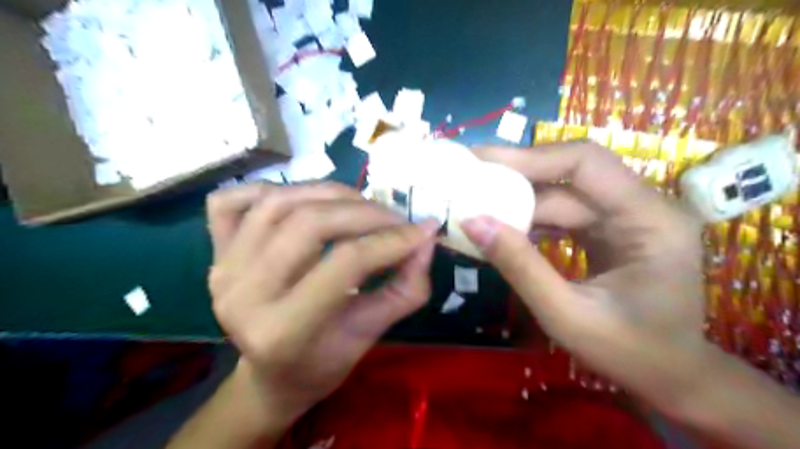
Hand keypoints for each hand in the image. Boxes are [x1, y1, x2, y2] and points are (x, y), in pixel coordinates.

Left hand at [206, 181, 437, 421]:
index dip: (391, 240)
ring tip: (361, 205)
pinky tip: (301, 201)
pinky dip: (269, 189)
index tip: (424, 231)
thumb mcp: (372, 335)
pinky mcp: (214, 253)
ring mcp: (221, 269)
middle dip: (365, 212)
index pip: (346, 263)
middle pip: (309, 223)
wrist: (271, 374)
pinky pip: (232, 200)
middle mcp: (242, 295)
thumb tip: (425, 240)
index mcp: (282, 331)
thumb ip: (405, 289)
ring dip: (330, 193)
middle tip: (396, 218)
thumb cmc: (324, 362)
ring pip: (278, 201)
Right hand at [463, 141, 704, 415]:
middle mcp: (644, 205)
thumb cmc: (629, 352)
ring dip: (520, 200)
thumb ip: (519, 266)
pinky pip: (565, 212)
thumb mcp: (566, 315)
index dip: (530, 157)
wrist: (670, 374)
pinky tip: (503, 226)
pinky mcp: (610, 229)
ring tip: (477, 202)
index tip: (481, 161)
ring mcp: (627, 216)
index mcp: (650, 219)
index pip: (585, 163)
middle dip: (517, 178)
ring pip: (563, 193)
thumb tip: (472, 222)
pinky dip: (531, 218)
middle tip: (468, 179)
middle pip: (570, 175)